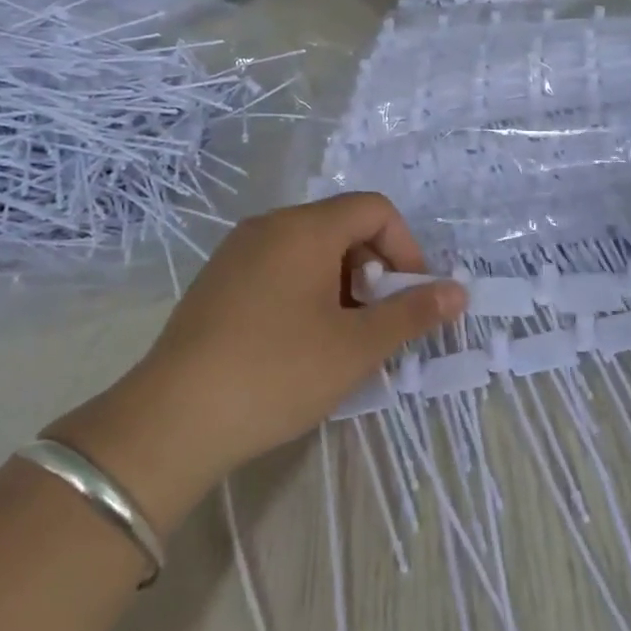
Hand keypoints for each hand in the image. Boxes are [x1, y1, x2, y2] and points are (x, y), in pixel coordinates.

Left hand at [50, 194, 465, 531]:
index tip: (410, 298)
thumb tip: (458, 291)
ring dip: (342, 285)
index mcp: (304, 229)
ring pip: (310, 250)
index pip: (374, 209)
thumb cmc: (276, 373)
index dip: (405, 247)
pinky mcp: (217, 282)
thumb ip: (412, 314)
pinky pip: (279, 269)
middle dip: (374, 269)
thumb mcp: (356, 347)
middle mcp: (269, 226)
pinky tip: (300, 344)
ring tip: (341, 340)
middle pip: (342, 227)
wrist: (172, 420)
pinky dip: (307, 292)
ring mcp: (237, 253)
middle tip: (375, 324)